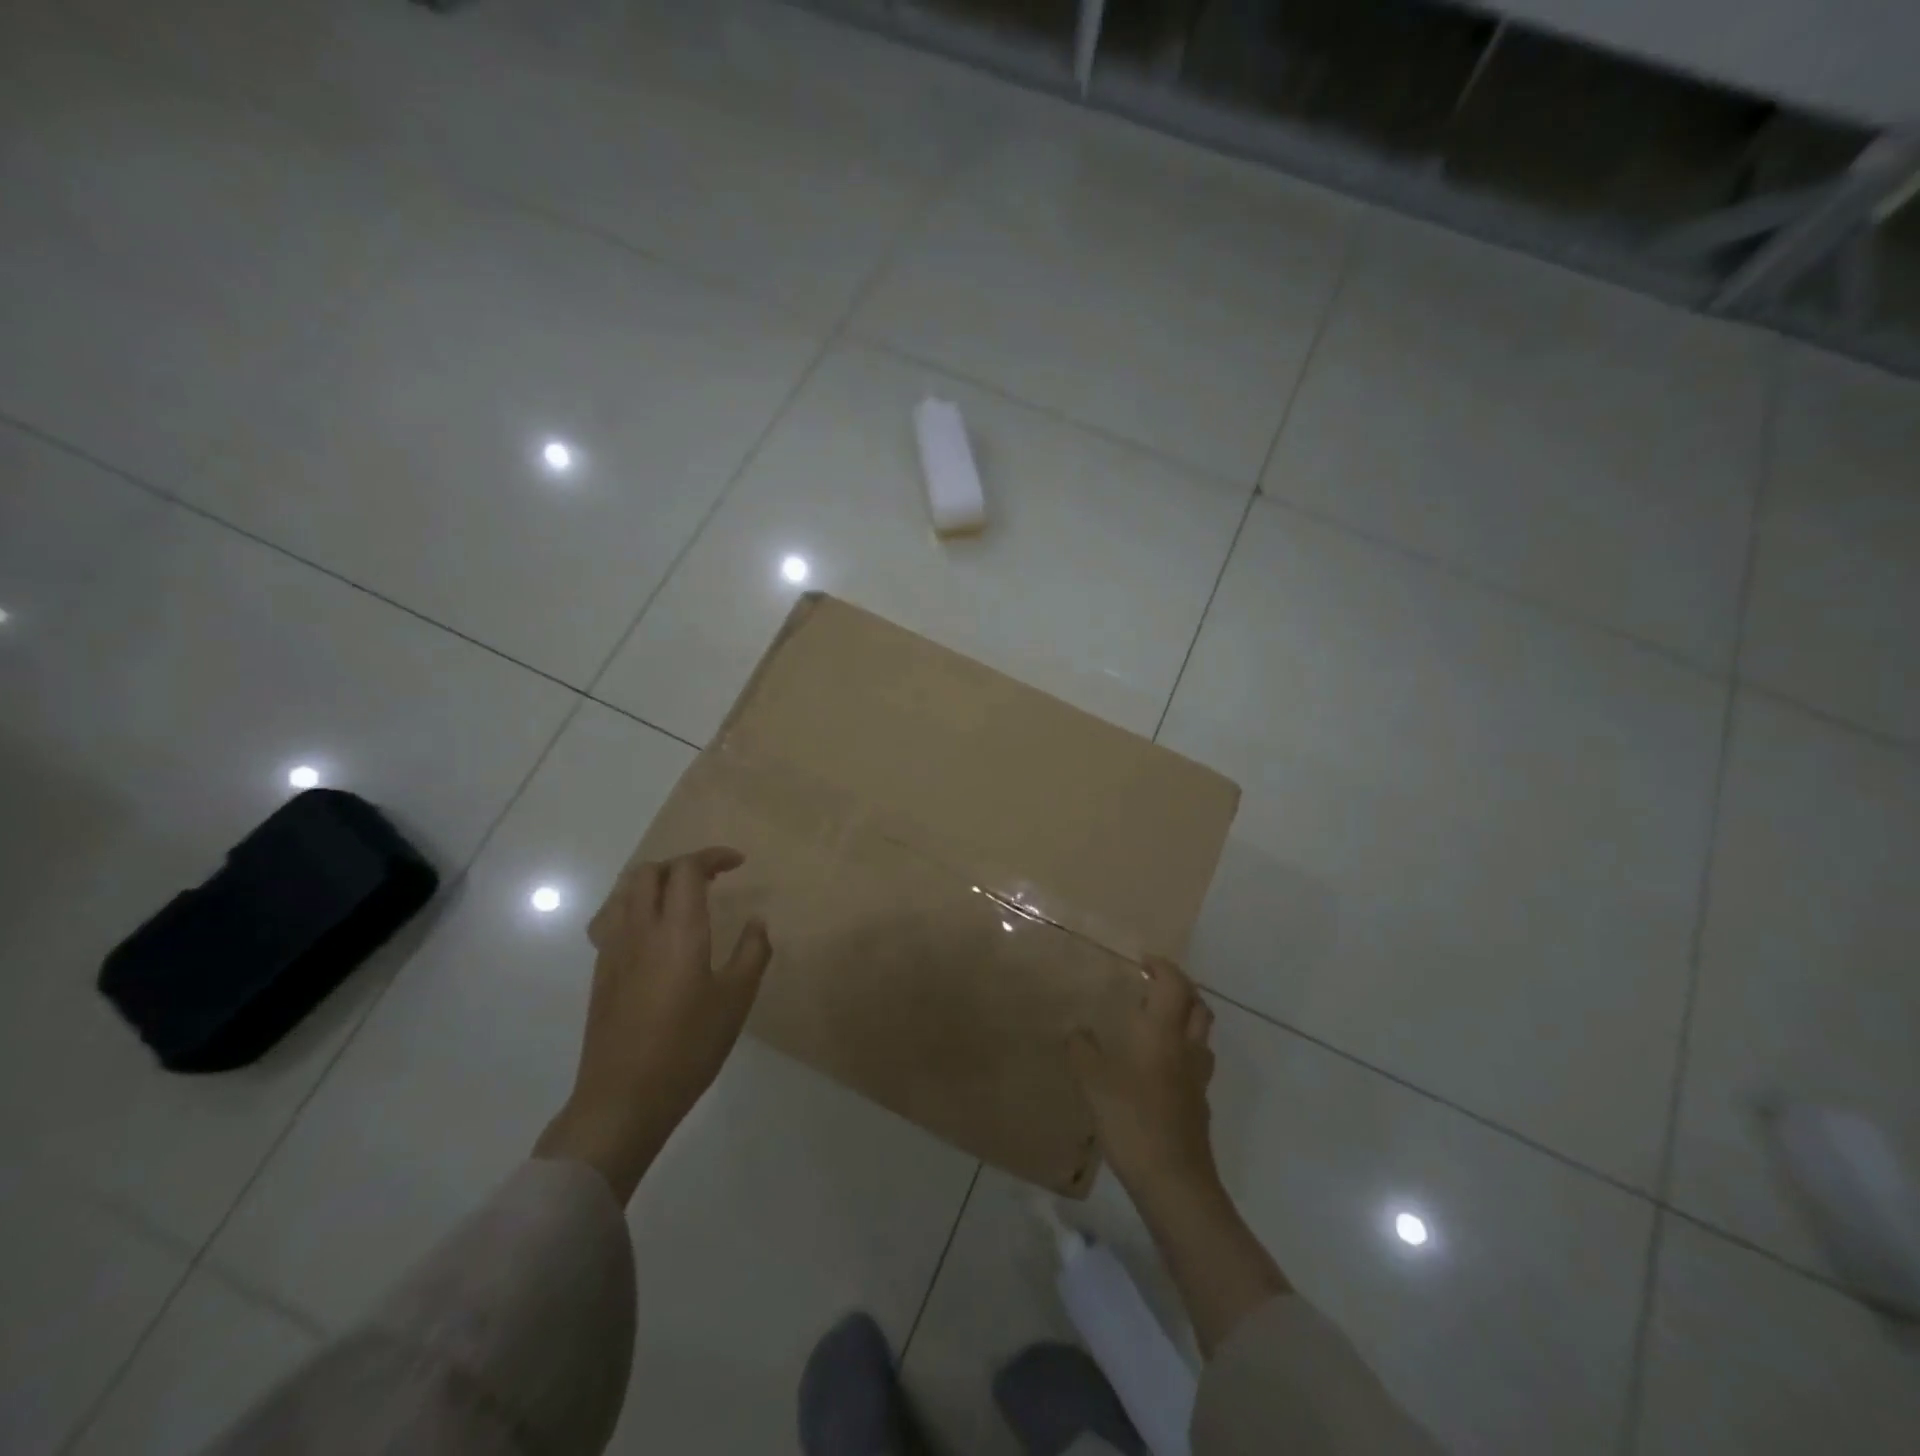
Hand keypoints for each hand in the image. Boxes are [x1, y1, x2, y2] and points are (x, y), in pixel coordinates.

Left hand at [535, 846, 771, 1201]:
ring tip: (680, 899)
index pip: (687, 870)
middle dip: (682, 865)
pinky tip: (651, 932)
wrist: (623, 1098)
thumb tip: (757, 922)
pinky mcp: (600, 972)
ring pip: (625, 891)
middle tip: (711, 880)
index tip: (738, 863)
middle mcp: (640, 929)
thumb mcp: (736, 1000)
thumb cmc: (688, 1047)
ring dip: (655, 882)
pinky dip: (634, 906)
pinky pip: (612, 918)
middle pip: (650, 872)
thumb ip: (752, 953)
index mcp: (677, 930)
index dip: (712, 857)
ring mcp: (613, 950)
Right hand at [1068, 956, 1219, 1203]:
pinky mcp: (1199, 1108)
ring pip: (1201, 1038)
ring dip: (1186, 1021)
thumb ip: (1083, 1051)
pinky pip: (1196, 1067)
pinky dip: (1182, 1055)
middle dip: (1182, 990)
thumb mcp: (1094, 1081)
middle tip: (1156, 986)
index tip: (1144, 961)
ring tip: (1159, 1024)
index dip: (1163, 968)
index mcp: (1163, 1033)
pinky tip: (1160, 1071)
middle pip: (1199, 1007)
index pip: (1174, 986)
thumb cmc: (1133, 1120)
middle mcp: (1186, 1050)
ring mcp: (1197, 1081)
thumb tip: (1076, 1030)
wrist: (1174, 1182)